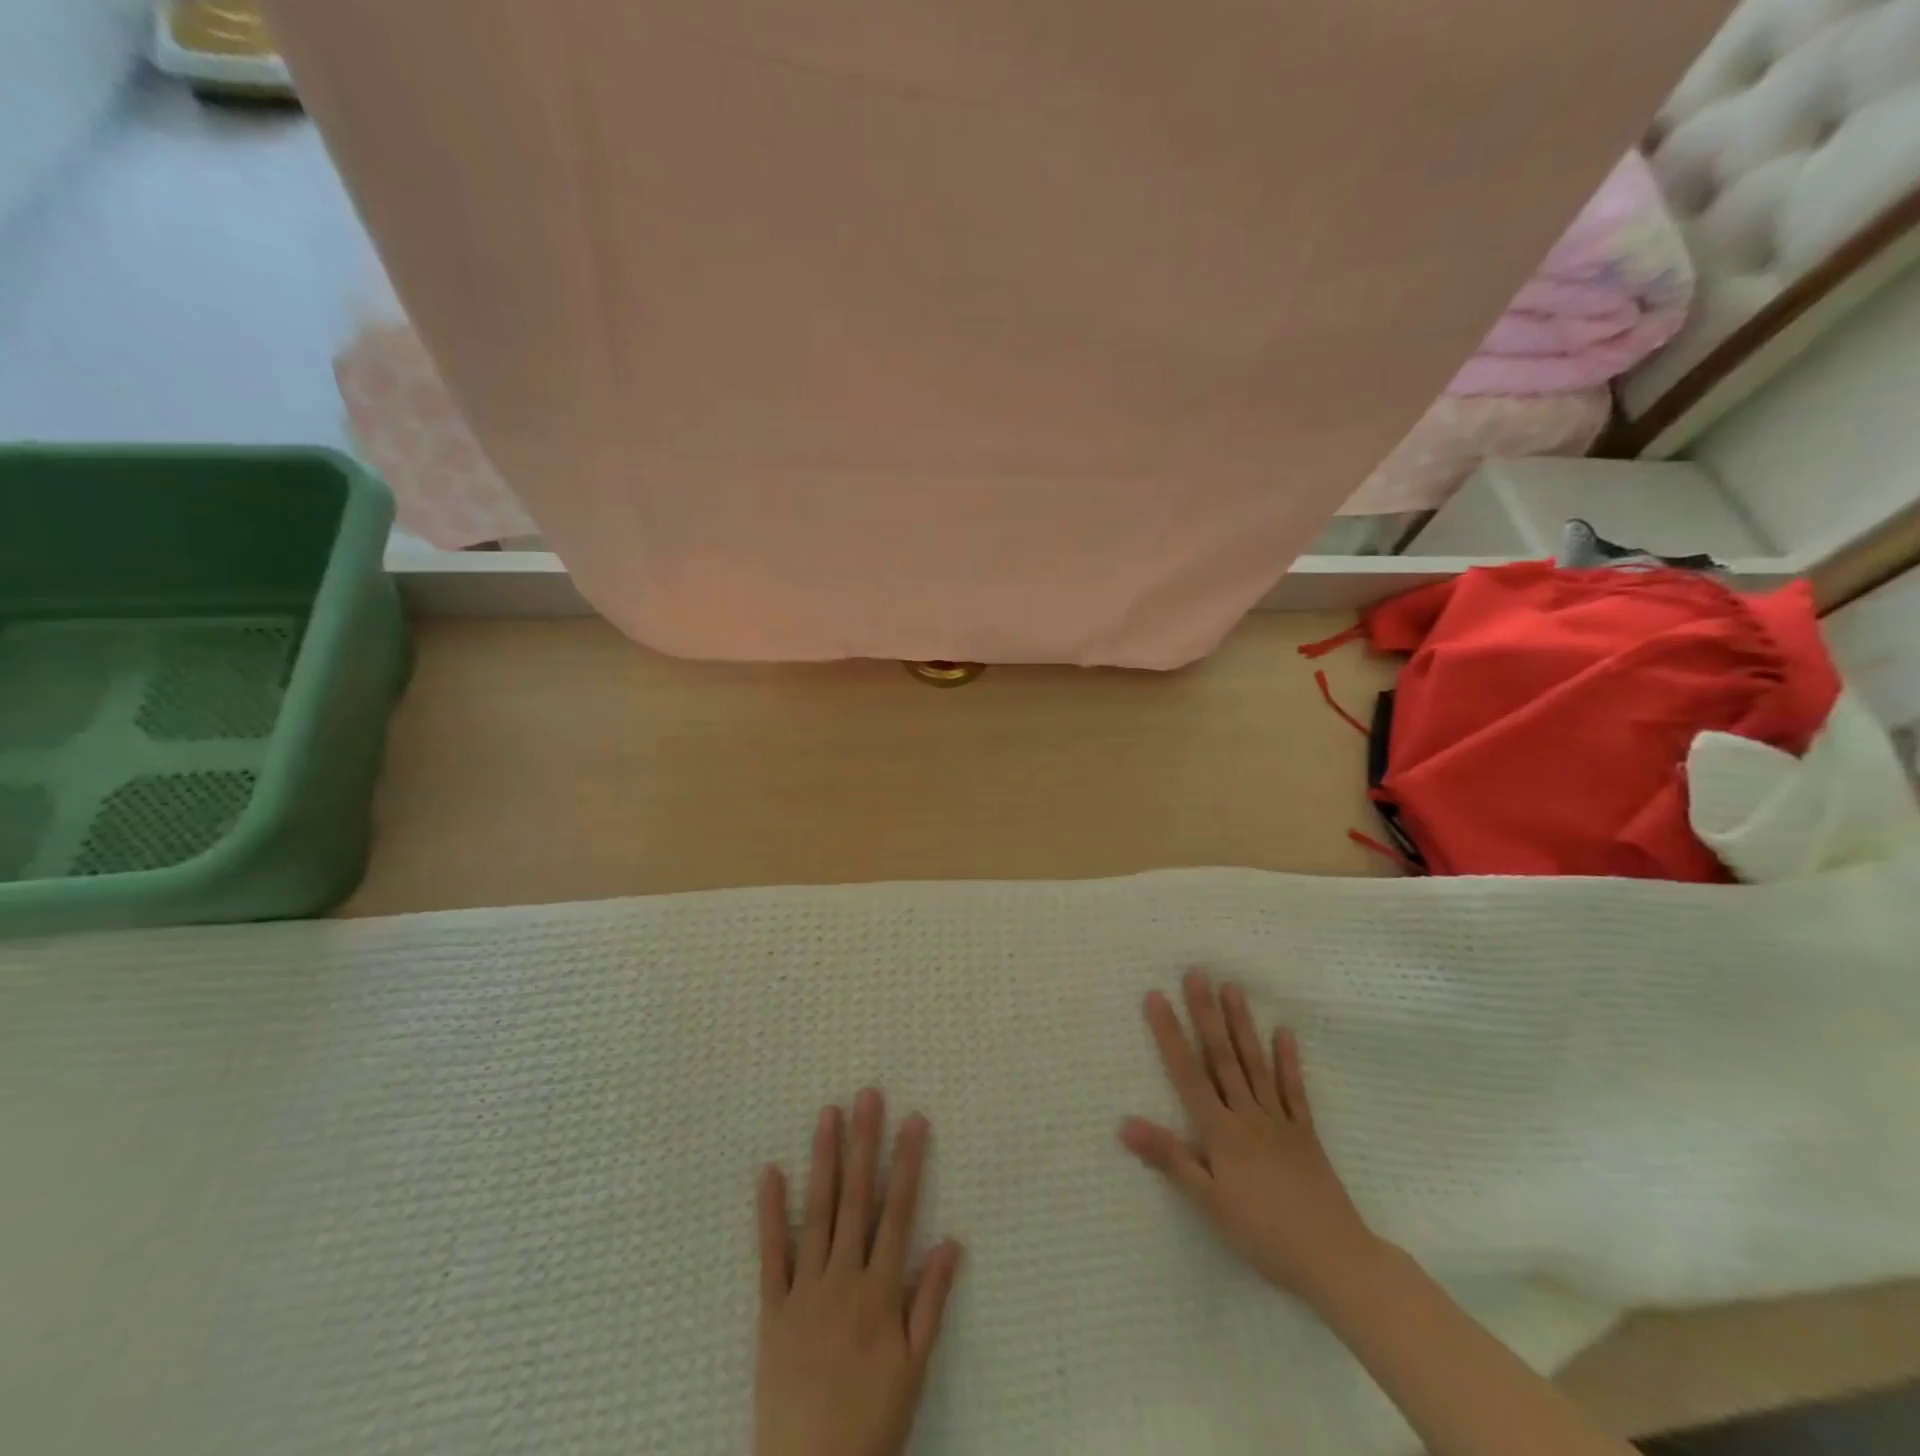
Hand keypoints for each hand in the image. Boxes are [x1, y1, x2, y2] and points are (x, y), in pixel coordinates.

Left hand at [755, 1090, 963, 1455]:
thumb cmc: (872, 1423)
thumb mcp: (915, 1369)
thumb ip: (931, 1302)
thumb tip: (951, 1241)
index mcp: (881, 1291)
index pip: (898, 1212)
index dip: (908, 1163)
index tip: (914, 1120)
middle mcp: (844, 1279)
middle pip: (856, 1199)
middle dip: (864, 1144)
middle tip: (867, 1096)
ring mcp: (805, 1290)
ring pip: (817, 1213)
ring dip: (824, 1160)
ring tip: (828, 1114)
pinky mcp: (772, 1310)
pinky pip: (771, 1255)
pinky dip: (770, 1212)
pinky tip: (770, 1172)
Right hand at [1121, 969, 1381, 1307]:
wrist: (1334, 1260)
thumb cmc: (1262, 1233)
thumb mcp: (1208, 1202)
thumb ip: (1169, 1158)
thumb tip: (1124, 1124)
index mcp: (1220, 1131)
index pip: (1187, 1072)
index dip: (1169, 1033)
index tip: (1156, 996)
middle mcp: (1248, 1115)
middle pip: (1222, 1057)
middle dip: (1206, 1014)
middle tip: (1197, 973)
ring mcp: (1279, 1121)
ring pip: (1255, 1064)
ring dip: (1242, 1025)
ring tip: (1233, 988)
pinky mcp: (1305, 1134)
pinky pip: (1294, 1091)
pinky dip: (1288, 1061)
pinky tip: (1284, 1032)